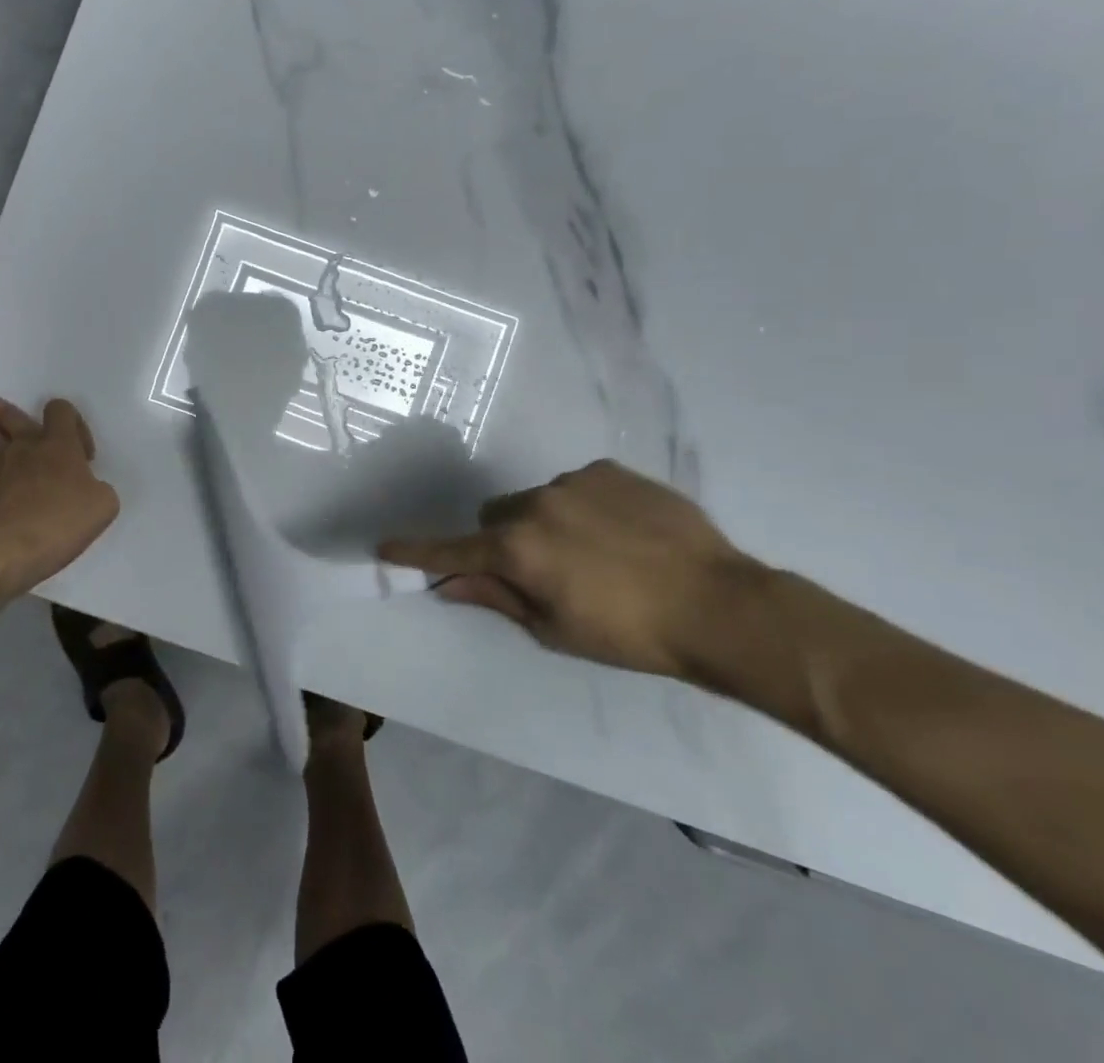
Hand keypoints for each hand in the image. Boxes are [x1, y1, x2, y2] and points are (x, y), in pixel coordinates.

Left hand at [0, 397, 118, 598]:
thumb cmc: (56, 523)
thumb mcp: (103, 508)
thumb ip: (100, 490)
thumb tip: (88, 489)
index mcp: (58, 445)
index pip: (60, 410)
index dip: (74, 422)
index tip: (83, 455)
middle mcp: (24, 448)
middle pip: (13, 417)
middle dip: (7, 411)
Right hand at [378, 459, 761, 677]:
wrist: (720, 605)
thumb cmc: (631, 634)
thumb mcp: (556, 630)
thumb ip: (498, 599)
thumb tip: (448, 586)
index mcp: (518, 549)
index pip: (453, 551)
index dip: (416, 551)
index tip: (383, 546)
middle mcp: (536, 504)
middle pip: (494, 515)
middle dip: (502, 539)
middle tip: (540, 570)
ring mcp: (573, 481)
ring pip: (536, 500)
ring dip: (546, 523)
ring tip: (596, 553)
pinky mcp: (609, 470)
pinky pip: (576, 486)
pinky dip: (583, 508)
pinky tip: (622, 533)